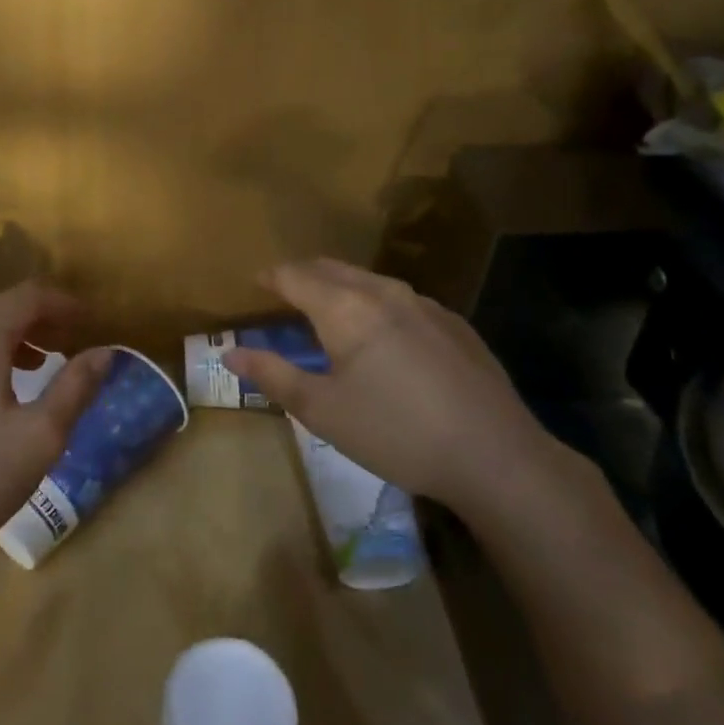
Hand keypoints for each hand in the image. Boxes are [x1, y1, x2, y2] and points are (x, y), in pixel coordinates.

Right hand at [223, 259, 554, 507]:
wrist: (494, 455)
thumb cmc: (395, 432)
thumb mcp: (322, 411)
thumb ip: (272, 375)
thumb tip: (229, 352)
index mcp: (346, 308)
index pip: (295, 276)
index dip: (270, 276)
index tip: (254, 281)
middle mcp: (384, 292)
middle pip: (332, 269)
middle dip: (303, 275)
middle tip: (283, 291)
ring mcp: (425, 304)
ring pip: (369, 281)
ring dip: (340, 286)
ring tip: (327, 308)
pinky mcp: (454, 324)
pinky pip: (401, 299)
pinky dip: (375, 303)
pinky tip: (383, 333)